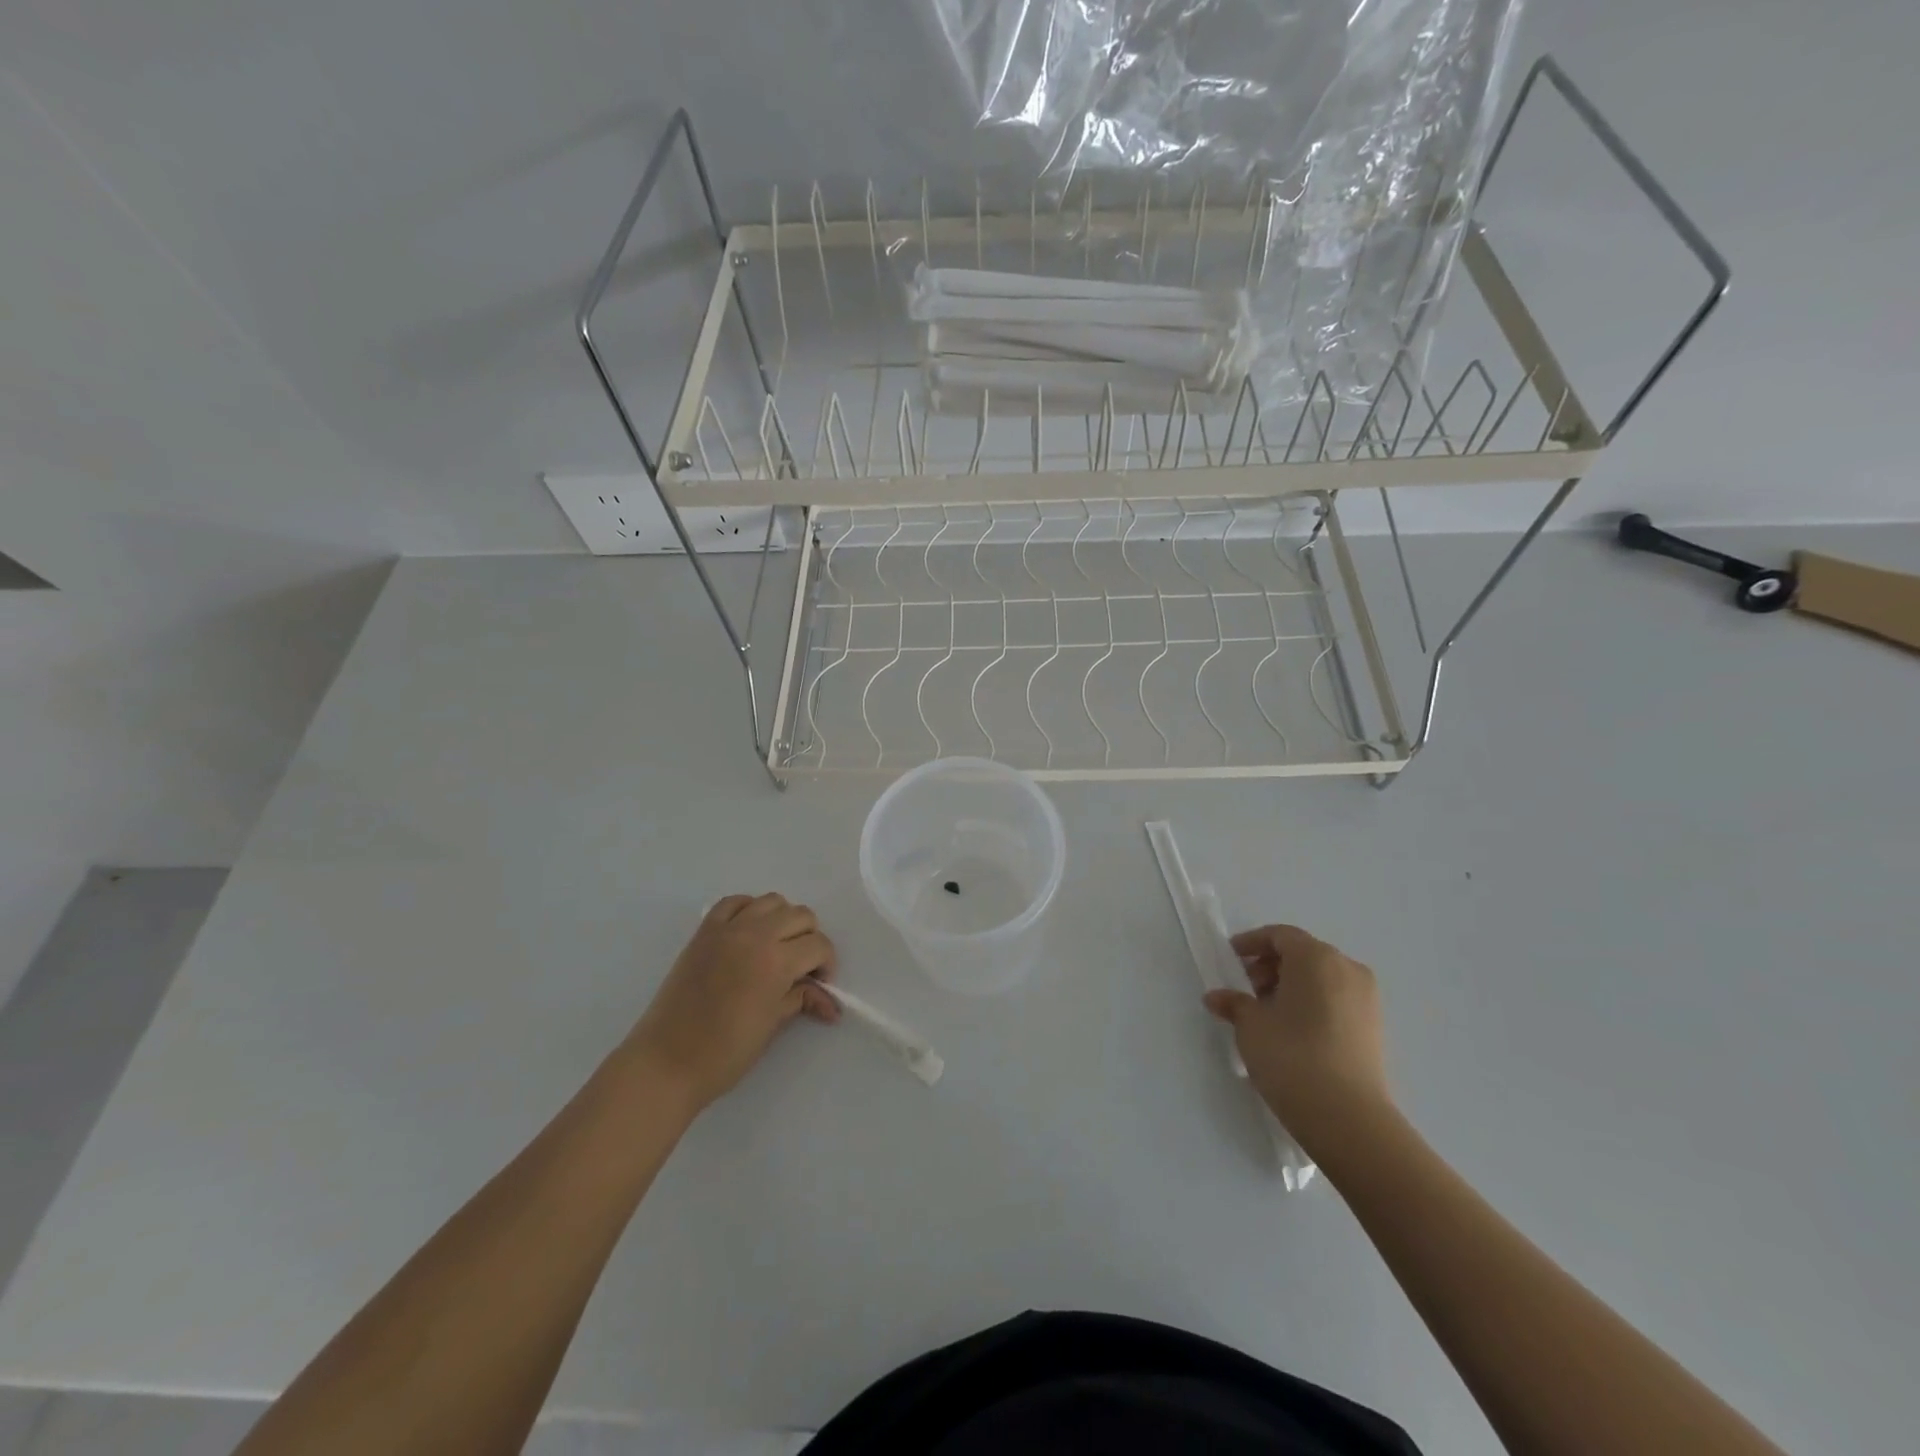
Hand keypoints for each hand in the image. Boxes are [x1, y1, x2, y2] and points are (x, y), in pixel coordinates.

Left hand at [625, 893, 839, 1110]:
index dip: (826, 964)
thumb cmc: (724, 1053)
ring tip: (777, 948)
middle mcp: (755, 935)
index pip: (818, 945)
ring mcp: (727, 929)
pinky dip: (749, 910)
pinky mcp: (704, 931)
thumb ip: (800, 999)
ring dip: (783, 920)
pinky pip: (734, 903)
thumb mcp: (772, 1025)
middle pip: (800, 916)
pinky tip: (750, 932)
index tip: (820, 985)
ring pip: (771, 901)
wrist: (666, 1061)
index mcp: (776, 962)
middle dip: (810, 939)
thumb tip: (829, 1001)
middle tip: (802, 968)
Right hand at [1201, 924, 1391, 1157]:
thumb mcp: (1251, 1026)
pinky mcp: (1374, 1028)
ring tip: (1266, 1014)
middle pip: (1303, 954)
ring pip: (1321, 978)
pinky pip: (1336, 1000)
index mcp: (1316, 957)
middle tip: (1246, 989)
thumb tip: (1217, 997)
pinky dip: (1311, 1003)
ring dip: (1291, 986)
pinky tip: (1290, 1031)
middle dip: (1271, 967)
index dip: (1252, 944)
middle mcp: (1347, 969)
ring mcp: (1366, 999)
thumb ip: (1234, 1003)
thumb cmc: (1291, 1056)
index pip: (1280, 936)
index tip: (1231, 959)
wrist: (1348, 1118)